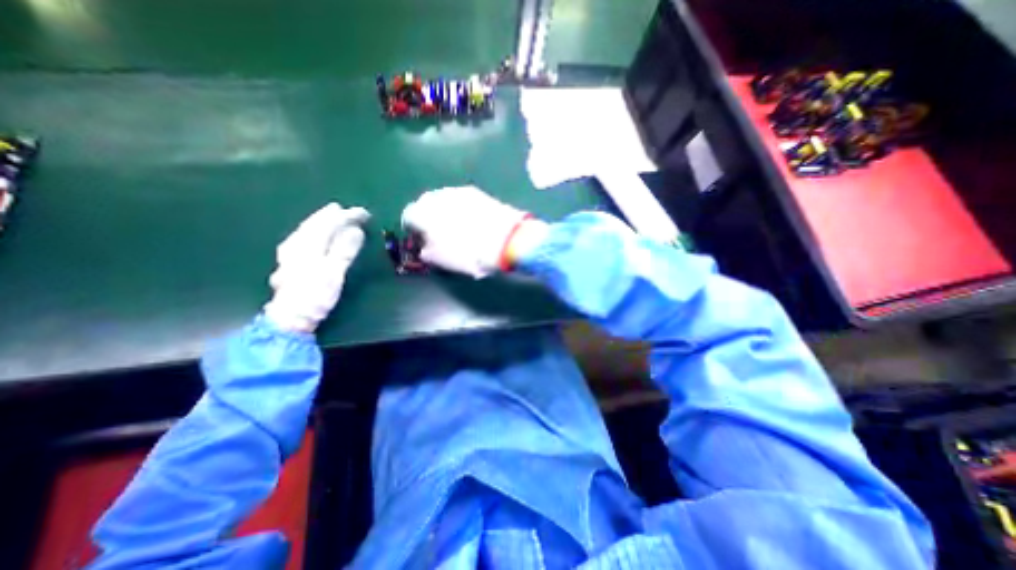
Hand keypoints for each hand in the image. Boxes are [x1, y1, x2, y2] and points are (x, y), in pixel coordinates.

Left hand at [263, 203, 371, 331]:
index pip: (329, 223)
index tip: (364, 214)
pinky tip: (316, 233)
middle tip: (349, 211)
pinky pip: (304, 237)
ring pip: (307, 229)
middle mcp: (296, 243)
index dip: (347, 216)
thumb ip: (344, 249)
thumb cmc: (315, 295)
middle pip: (315, 223)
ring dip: (323, 221)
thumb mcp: (334, 272)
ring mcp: (290, 252)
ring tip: (334, 216)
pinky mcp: (290, 260)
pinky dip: (315, 231)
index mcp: (308, 244)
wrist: (290, 317)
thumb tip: (355, 230)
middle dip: (334, 215)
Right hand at [402, 184, 548, 275]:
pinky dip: (461, 208)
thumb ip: (426, 251)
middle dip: (428, 216)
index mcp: (422, 212)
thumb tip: (425, 246)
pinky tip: (472, 220)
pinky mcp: (477, 192)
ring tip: (457, 225)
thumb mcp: (440, 259)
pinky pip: (461, 199)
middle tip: (437, 231)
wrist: (504, 240)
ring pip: (444, 199)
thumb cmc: (467, 253)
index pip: (409, 216)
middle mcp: (437, 196)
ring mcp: (458, 191)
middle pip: (425, 204)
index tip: (420, 238)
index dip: (413, 228)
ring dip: (445, 210)